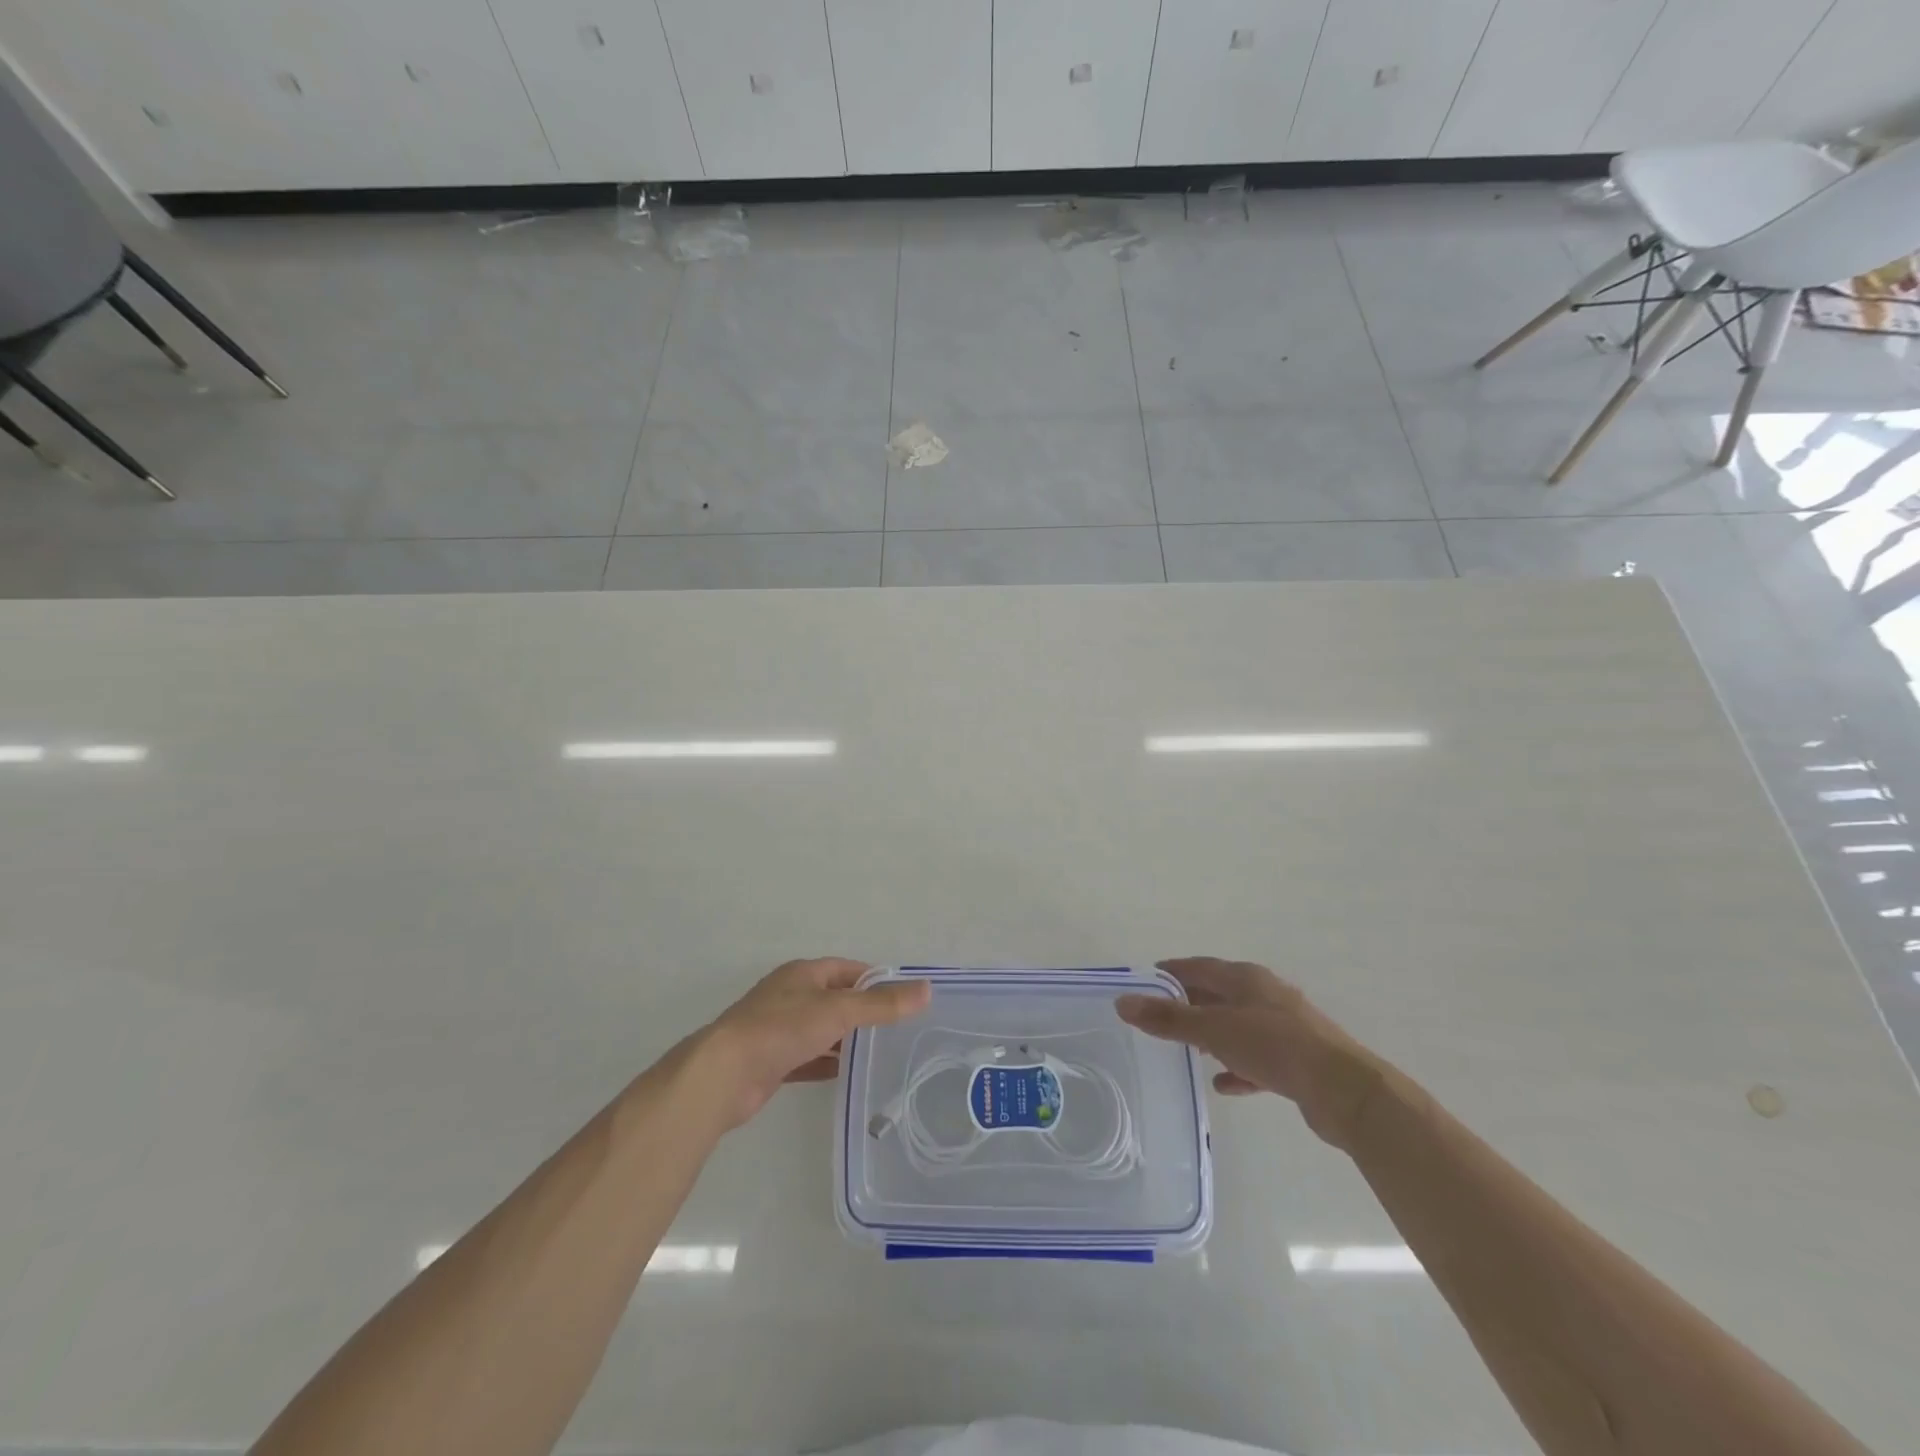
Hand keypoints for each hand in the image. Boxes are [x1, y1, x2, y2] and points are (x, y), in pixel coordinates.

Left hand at [692, 958, 930, 1131]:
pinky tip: (849, 1076)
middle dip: (863, 1011)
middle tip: (899, 1028)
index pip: (848, 969)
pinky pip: (809, 1058)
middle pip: (835, 999)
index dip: (876, 980)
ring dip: (846, 1039)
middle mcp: (790, 996)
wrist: (724, 1074)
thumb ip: (882, 1004)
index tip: (904, 997)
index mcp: (803, 973)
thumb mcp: (838, 1011)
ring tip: (881, 1053)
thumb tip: (926, 990)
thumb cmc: (782, 1028)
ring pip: (822, 1030)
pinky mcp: (772, 1061)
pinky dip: (828, 1064)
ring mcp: (779, 1030)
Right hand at [1116, 957, 1383, 1148]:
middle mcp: (1265, 995)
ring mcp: (1284, 1027)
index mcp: (1246, 978)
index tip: (1144, 982)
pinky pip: (1257, 1058)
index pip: (1199, 966)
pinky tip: (1222, 1083)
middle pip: (1218, 994)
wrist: (1343, 1091)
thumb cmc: (1274, 1046)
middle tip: (1158, 1018)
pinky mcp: (1296, 1060)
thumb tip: (1122, 1002)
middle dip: (1189, 1004)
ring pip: (1237, 1026)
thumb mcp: (1213, 1030)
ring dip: (1213, 1035)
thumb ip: (1168, 1019)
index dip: (1170, 972)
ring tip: (1187, 1050)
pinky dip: (1237, 1065)